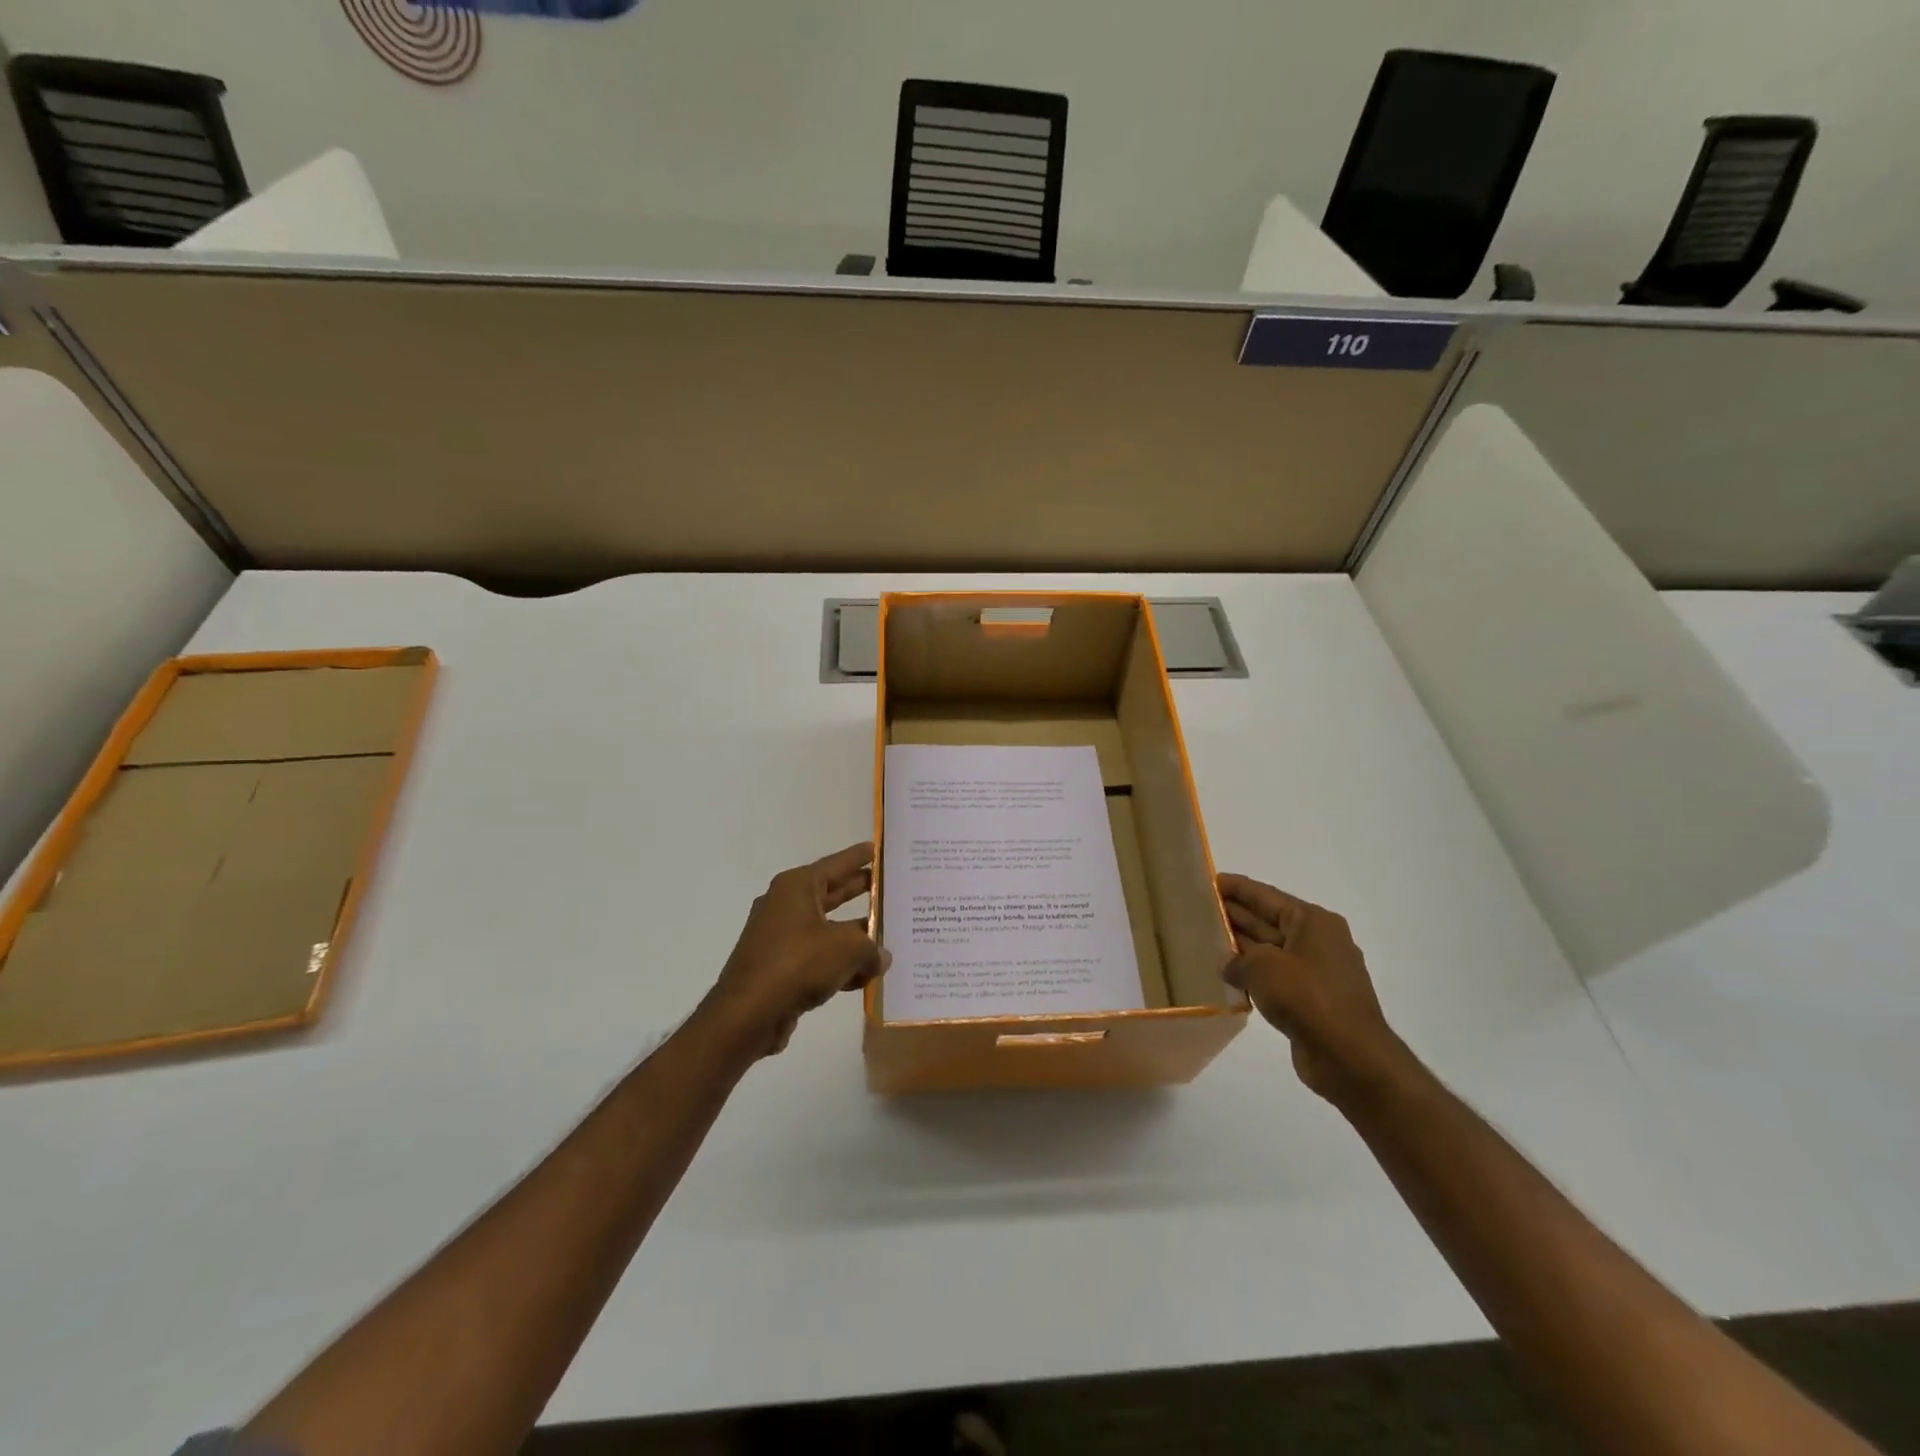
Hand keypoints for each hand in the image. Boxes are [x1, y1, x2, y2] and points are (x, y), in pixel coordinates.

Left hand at [704, 842, 885, 1058]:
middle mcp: (785, 905)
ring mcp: (779, 937)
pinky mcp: (778, 968)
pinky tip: (865, 978)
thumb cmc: (799, 963)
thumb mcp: (848, 949)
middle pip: (831, 893)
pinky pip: (816, 958)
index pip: (836, 864)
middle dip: (860, 892)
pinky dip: (838, 964)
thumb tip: (881, 956)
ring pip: (826, 929)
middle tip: (888, 887)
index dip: (858, 857)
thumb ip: (872, 947)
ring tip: (887, 938)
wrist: (747, 1014)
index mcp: (797, 887)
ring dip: (854, 936)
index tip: (877, 849)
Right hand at [1218, 873, 1409, 1104]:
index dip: (1235, 887)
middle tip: (1198, 909)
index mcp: (1312, 921)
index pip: (1265, 895)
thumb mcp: (1262, 967)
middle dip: (1235, 914)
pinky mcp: (1312, 1000)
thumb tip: (1229, 965)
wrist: (1350, 1057)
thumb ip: (1238, 959)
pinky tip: (1227, 977)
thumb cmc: (1307, 997)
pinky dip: (1253, 975)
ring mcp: (1317, 972)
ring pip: (1270, 950)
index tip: (1207, 881)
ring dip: (1241, 946)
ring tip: (1205, 941)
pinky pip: (1275, 978)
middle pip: (1268, 920)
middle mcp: (1318, 941)